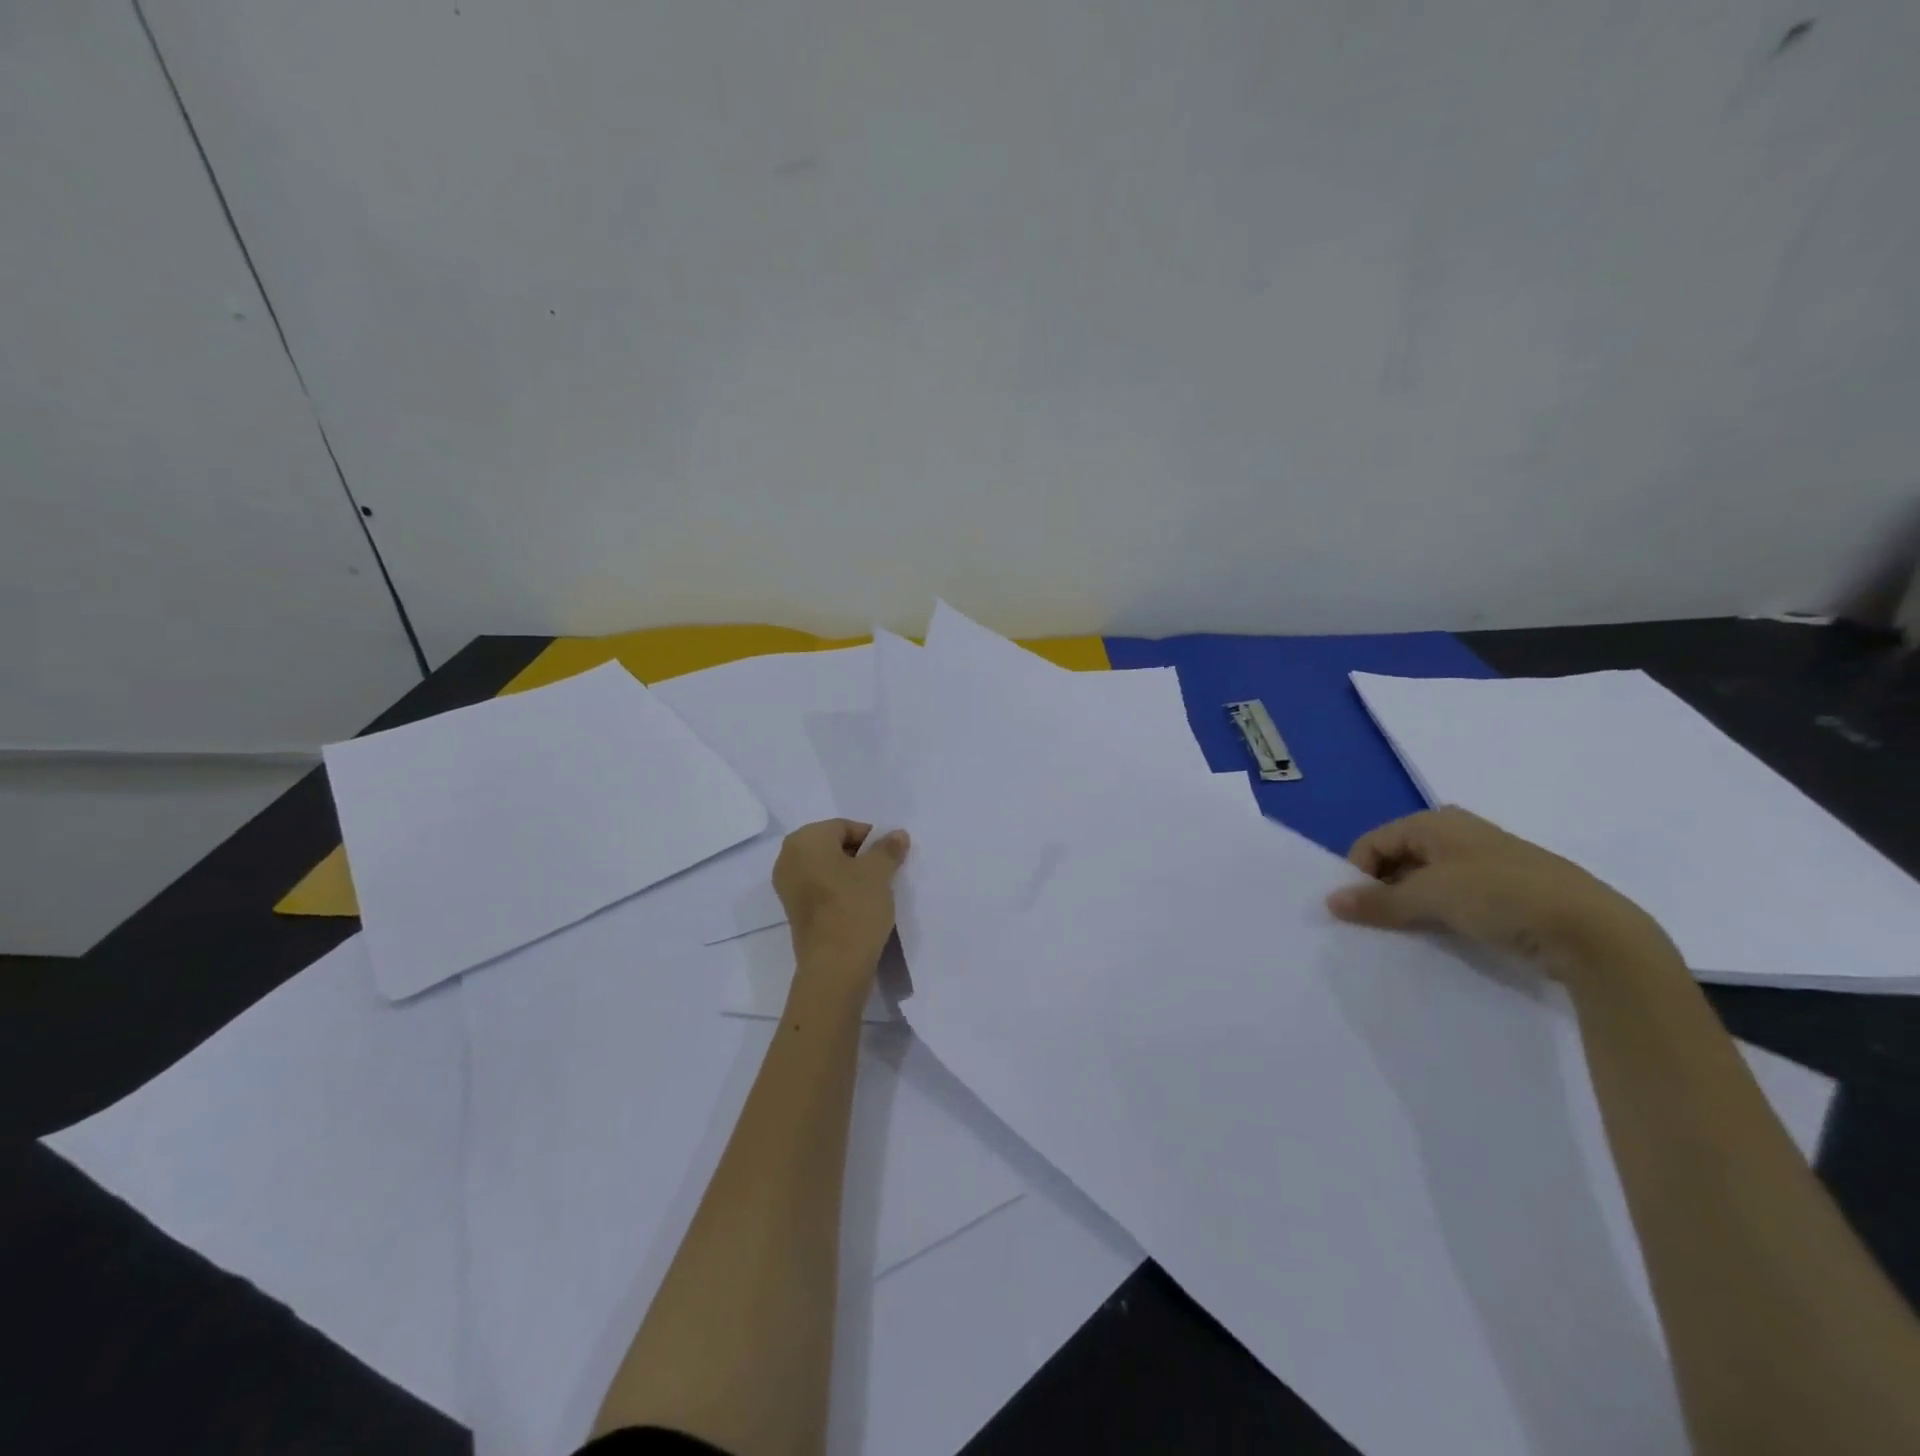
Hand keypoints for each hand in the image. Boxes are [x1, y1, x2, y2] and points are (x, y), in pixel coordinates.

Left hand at [773, 820, 910, 980]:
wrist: (834, 966)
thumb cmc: (854, 907)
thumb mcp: (879, 872)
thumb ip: (888, 848)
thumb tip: (897, 834)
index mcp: (805, 840)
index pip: (844, 827)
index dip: (871, 839)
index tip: (889, 858)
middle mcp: (788, 857)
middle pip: (832, 845)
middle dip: (859, 855)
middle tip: (883, 872)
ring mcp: (787, 885)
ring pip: (826, 867)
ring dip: (849, 874)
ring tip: (873, 890)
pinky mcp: (793, 909)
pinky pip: (819, 887)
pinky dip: (838, 890)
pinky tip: (858, 905)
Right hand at [1325, 806, 1679, 988]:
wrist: (1592, 931)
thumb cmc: (1499, 896)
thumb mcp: (1429, 897)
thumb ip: (1377, 901)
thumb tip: (1330, 901)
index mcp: (1436, 822)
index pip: (1374, 842)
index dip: (1357, 873)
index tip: (1354, 909)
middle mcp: (1459, 833)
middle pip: (1400, 858)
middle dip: (1383, 889)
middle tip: (1377, 923)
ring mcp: (1487, 861)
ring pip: (1428, 880)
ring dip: (1412, 904)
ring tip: (1408, 933)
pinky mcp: (1510, 890)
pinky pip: (1457, 896)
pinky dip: (1441, 913)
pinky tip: (1445, 936)